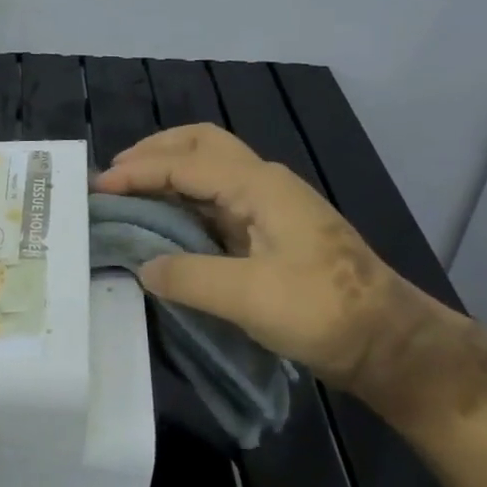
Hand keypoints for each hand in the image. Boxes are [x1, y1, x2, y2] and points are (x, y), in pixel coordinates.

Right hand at [94, 124, 443, 419]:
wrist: (388, 342)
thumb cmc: (324, 312)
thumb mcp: (250, 298)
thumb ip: (189, 277)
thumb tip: (144, 267)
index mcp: (260, 186)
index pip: (186, 164)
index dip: (138, 172)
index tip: (98, 188)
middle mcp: (263, 184)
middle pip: (202, 144)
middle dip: (155, 151)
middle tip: (115, 174)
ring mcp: (269, 206)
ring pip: (211, 168)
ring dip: (169, 171)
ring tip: (131, 191)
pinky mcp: (270, 231)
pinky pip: (216, 199)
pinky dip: (184, 198)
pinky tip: (165, 220)